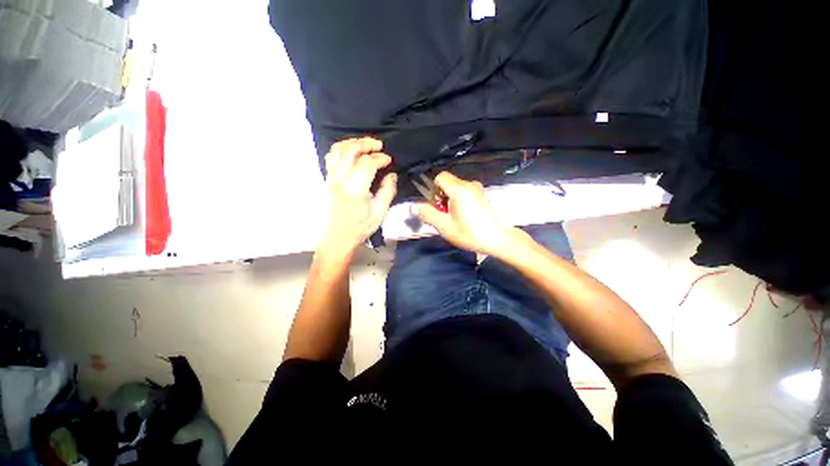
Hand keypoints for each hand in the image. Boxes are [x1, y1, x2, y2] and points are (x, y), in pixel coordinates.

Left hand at [321, 137, 396, 255]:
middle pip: (351, 149)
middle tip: (379, 145)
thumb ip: (387, 191)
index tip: (389, 160)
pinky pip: (331, 157)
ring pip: (338, 150)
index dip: (380, 158)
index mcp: (355, 187)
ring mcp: (331, 177)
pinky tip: (351, 153)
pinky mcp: (327, 180)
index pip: (368, 162)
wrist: (337, 238)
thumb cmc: (359, 227)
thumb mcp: (379, 213)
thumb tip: (391, 175)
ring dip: (352, 143)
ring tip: (365, 145)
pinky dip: (342, 150)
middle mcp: (340, 178)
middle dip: (366, 143)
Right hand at [413, 172, 516, 255]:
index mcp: (459, 189)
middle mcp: (469, 184)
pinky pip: (464, 192)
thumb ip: (428, 214)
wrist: (498, 239)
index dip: (433, 189)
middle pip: (448, 183)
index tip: (436, 205)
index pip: (440, 177)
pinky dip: (459, 201)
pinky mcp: (482, 196)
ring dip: (450, 199)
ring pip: (456, 188)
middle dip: (441, 196)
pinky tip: (464, 216)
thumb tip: (413, 206)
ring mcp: (478, 189)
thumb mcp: (445, 226)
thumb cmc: (470, 233)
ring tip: (454, 217)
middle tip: (444, 214)